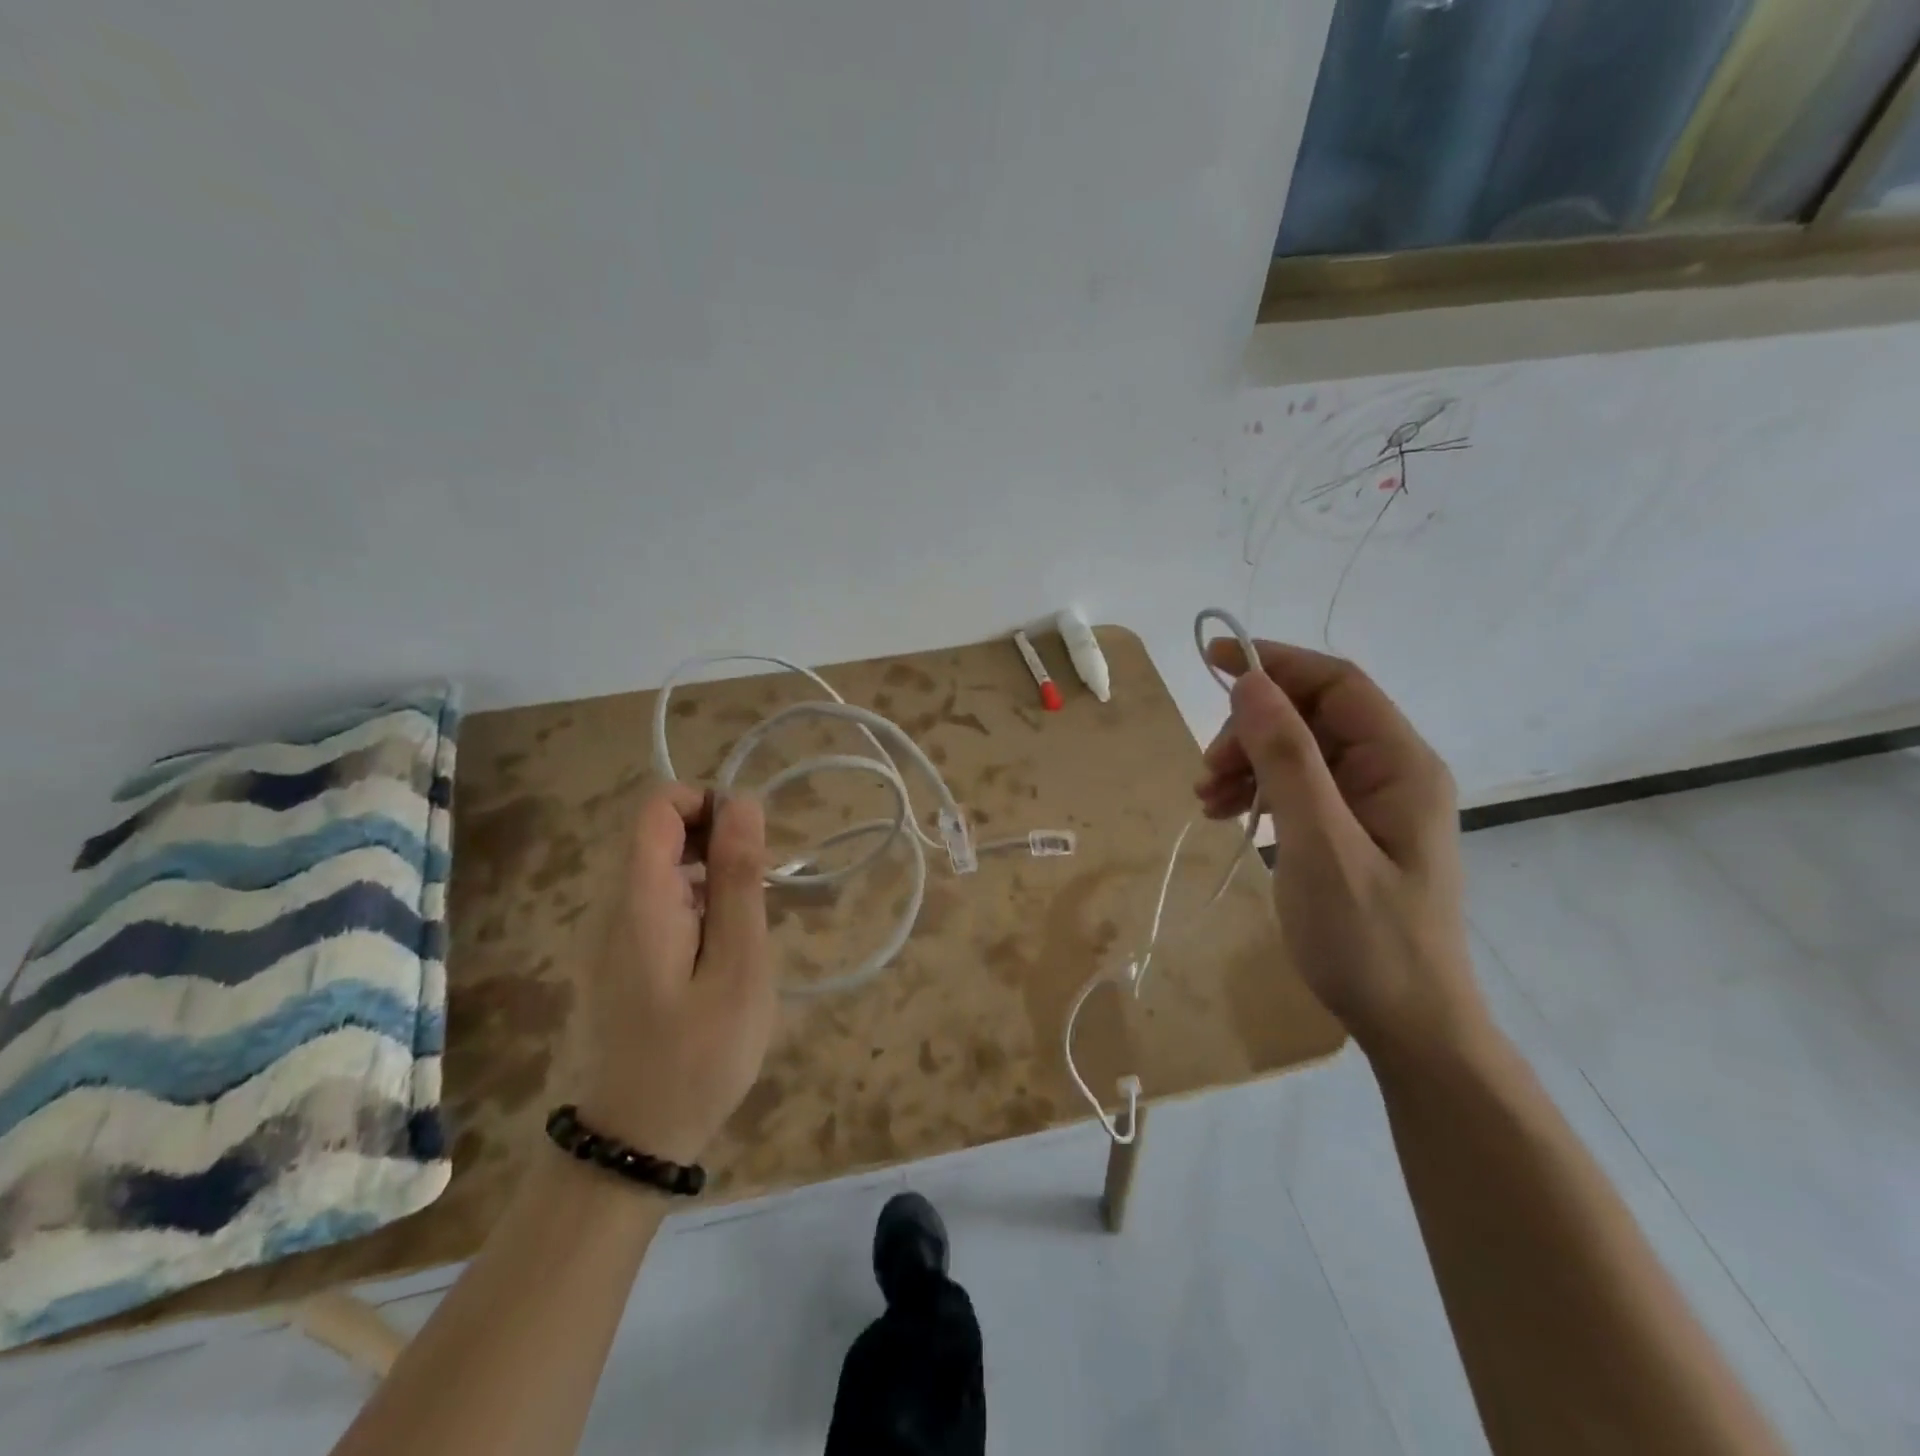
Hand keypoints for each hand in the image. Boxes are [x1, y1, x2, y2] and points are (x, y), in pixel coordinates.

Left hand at [578, 784, 776, 1163]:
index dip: (708, 802)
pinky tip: (724, 951)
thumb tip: (743, 803)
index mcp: (640, 898)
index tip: (751, 844)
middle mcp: (614, 904)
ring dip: (712, 875)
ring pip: (664, 868)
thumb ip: (739, 880)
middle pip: (660, 832)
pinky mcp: (619, 958)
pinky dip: (698, 904)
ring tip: (749, 927)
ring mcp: (611, 933)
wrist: (633, 1143)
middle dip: (717, 842)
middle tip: (760, 894)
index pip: (658, 804)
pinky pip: (659, 903)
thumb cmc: (698, 1055)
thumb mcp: (738, 965)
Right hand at [1194, 638, 1484, 1059]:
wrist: (1408, 1024)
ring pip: (1297, 752)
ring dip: (1247, 762)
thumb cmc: (1368, 937)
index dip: (1276, 665)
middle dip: (1251, 730)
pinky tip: (1227, 813)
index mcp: (1399, 764)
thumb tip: (1250, 683)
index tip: (1212, 662)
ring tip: (1206, 797)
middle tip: (1207, 770)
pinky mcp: (1350, 831)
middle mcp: (1390, 773)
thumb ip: (1287, 760)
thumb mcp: (1319, 844)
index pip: (1337, 685)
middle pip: (1311, 718)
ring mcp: (1370, 804)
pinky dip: (1257, 791)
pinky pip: (1297, 788)